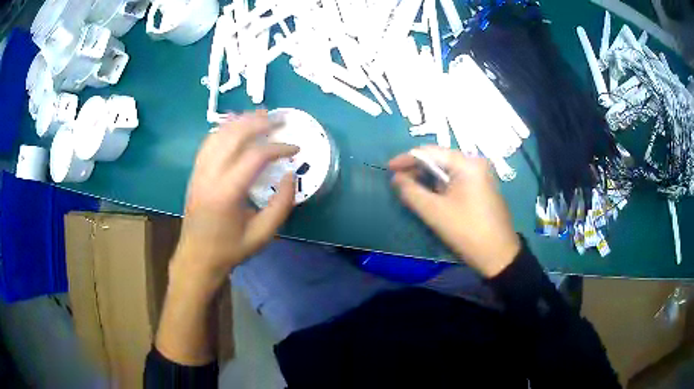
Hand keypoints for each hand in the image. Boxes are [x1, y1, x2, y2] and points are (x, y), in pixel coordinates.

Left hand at [172, 111, 298, 294]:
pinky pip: (209, 142)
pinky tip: (236, 125)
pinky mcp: (195, 172)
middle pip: (234, 136)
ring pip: (219, 134)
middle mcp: (209, 175)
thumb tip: (291, 175)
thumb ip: (281, 205)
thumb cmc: (230, 249)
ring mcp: (199, 171)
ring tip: (260, 116)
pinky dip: (224, 129)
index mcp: (226, 193)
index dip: (278, 148)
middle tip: (279, 120)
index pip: (254, 156)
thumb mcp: (263, 234)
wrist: (197, 257)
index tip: (295, 149)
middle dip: (258, 123)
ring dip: (241, 121)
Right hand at [389, 146, 520, 277]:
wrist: (499, 255)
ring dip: (427, 177)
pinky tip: (429, 194)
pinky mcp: (482, 187)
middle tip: (397, 181)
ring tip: (409, 188)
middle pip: (440, 158)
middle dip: (417, 168)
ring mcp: (481, 174)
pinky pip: (456, 179)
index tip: (388, 169)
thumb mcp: (434, 212)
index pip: (430, 152)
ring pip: (447, 169)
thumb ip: (411, 192)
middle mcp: (475, 162)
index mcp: (466, 163)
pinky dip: (440, 184)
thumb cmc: (466, 231)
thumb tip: (396, 178)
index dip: (406, 158)